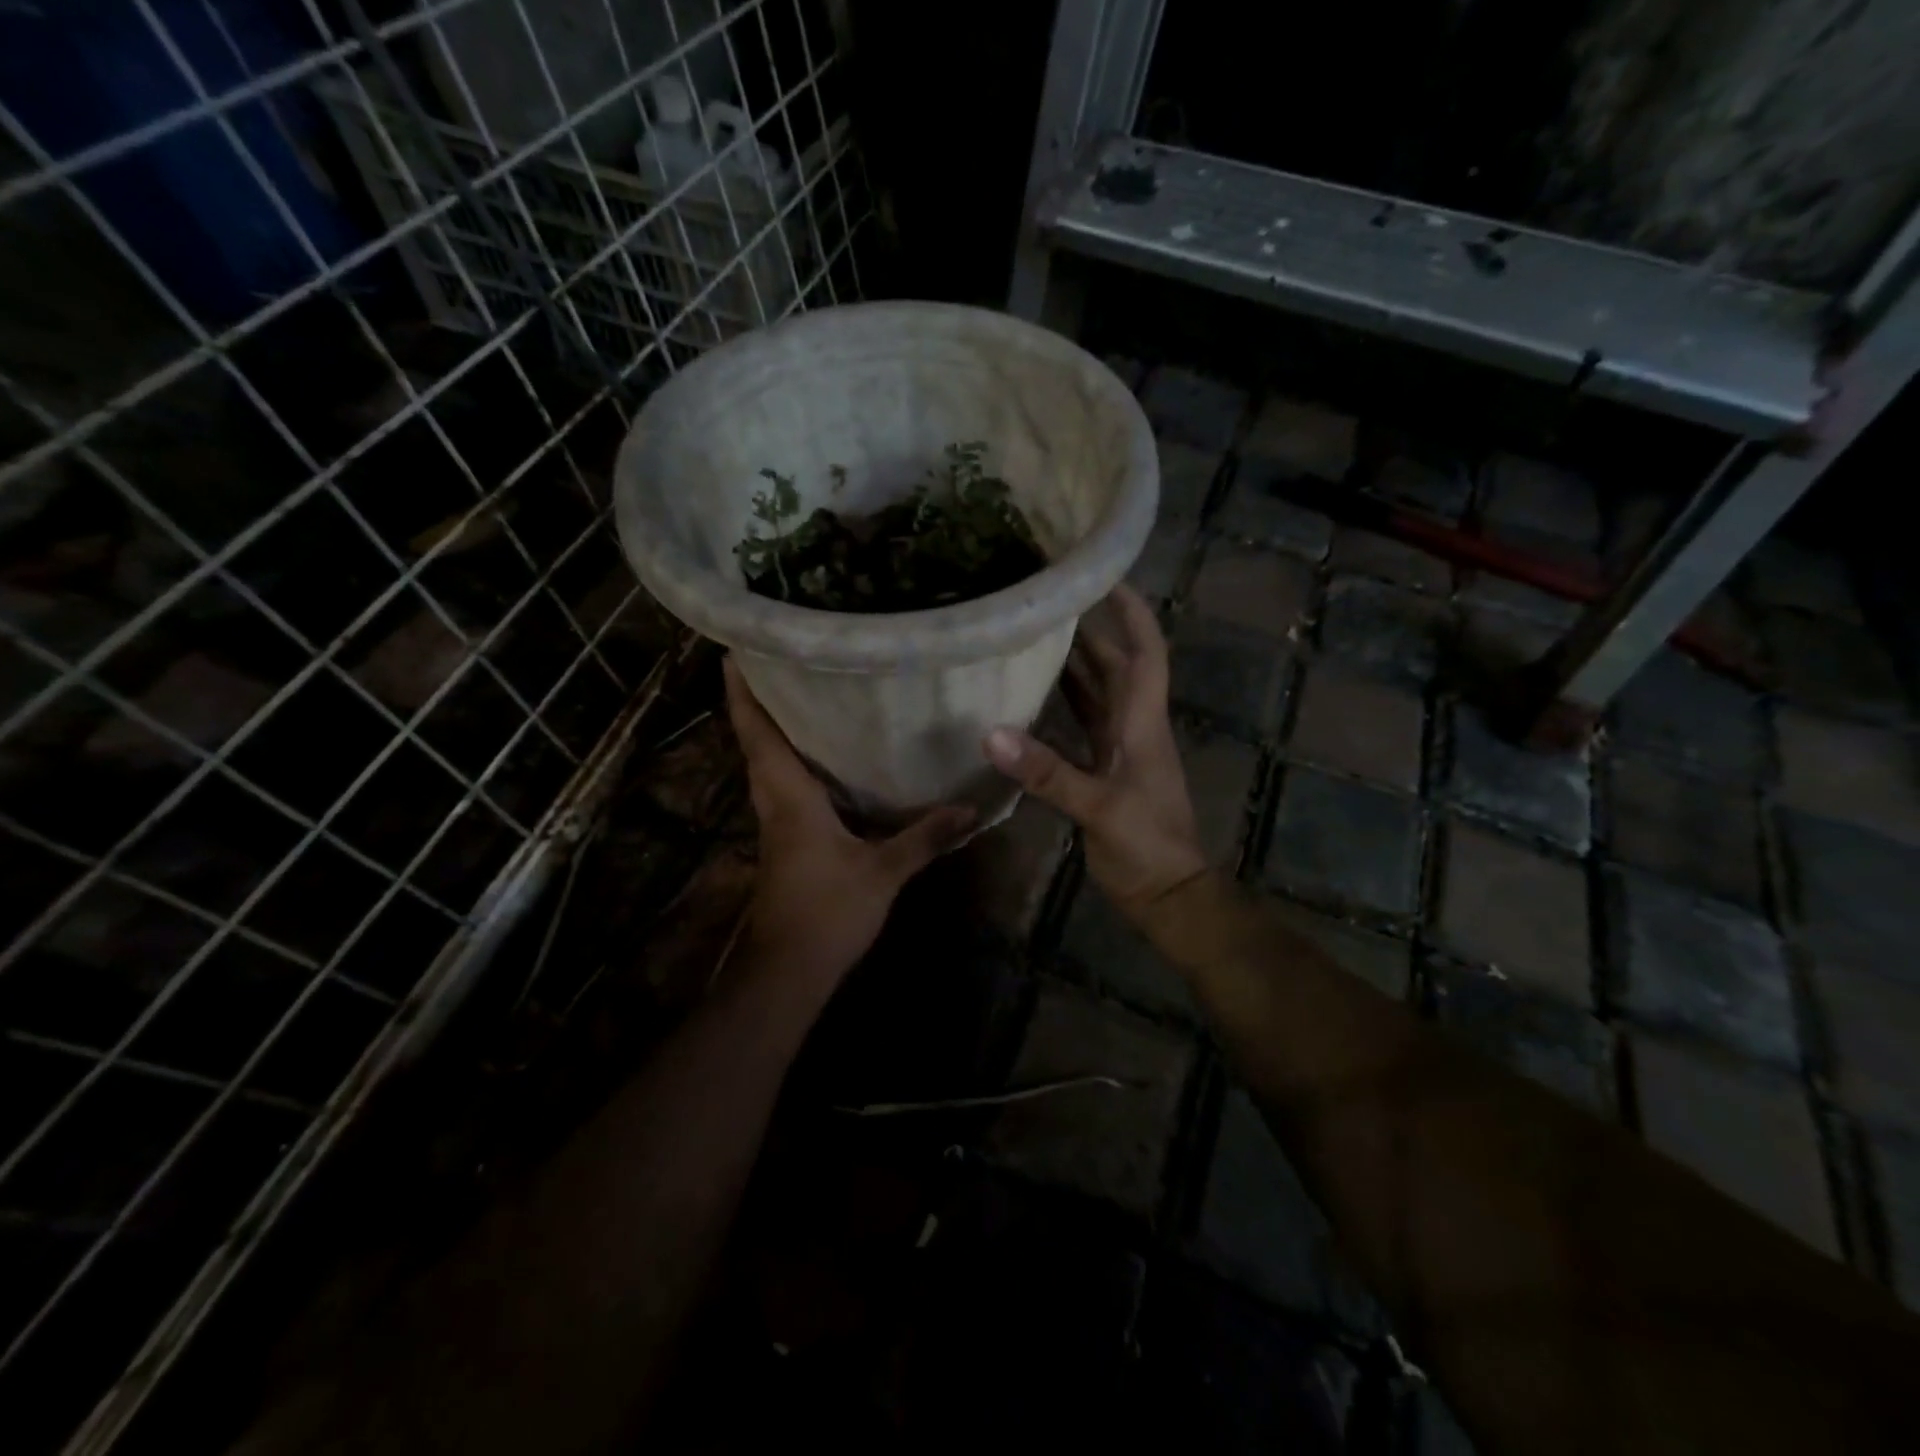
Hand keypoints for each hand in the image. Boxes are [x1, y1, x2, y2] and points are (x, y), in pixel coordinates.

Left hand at [725, 658, 974, 982]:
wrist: (788, 971)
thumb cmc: (827, 911)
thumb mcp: (883, 872)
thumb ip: (924, 838)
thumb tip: (970, 809)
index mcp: (789, 798)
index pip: (758, 735)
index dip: (743, 694)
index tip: (735, 653)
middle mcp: (775, 803)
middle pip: (756, 743)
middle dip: (758, 703)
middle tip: (778, 662)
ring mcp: (777, 826)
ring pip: (767, 767)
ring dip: (772, 732)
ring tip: (799, 698)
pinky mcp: (785, 844)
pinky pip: (783, 789)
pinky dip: (791, 765)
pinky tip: (822, 762)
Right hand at [983, 585, 1207, 916]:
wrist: (1167, 894)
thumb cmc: (1147, 845)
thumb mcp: (1099, 807)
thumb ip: (1048, 772)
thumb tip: (992, 734)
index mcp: (1142, 722)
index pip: (1145, 653)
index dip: (1131, 613)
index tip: (1104, 576)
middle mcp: (1133, 726)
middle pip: (1115, 666)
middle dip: (1090, 630)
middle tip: (1050, 601)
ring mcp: (1119, 749)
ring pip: (1096, 694)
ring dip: (1073, 665)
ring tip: (1034, 636)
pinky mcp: (1103, 771)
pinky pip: (1081, 726)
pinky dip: (1060, 707)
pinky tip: (1029, 698)